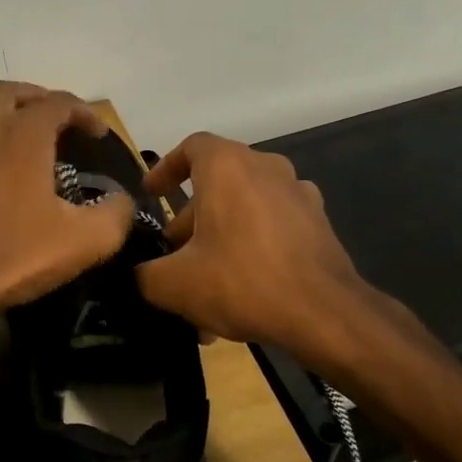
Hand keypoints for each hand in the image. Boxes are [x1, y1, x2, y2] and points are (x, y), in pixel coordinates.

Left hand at [0, 82, 135, 329]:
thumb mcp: (83, 242)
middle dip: (36, 98)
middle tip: (55, 120)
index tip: (98, 136)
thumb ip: (115, 216)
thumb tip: (122, 201)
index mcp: (24, 136)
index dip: (84, 113)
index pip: (59, 102)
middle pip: (8, 91)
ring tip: (12, 128)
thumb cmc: (13, 255)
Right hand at [136, 133, 387, 366]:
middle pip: (216, 184)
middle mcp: (265, 168)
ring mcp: (297, 194)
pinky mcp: (317, 224)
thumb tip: (137, 274)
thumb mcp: (174, 284)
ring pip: (243, 210)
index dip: (165, 168)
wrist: (324, 313)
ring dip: (218, 239)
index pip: (191, 147)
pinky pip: (271, 228)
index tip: (152, 195)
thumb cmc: (242, 281)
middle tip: (173, 256)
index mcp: (228, 167)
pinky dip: (250, 248)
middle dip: (190, 220)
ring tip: (203, 285)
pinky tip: (241, 291)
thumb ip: (143, 274)